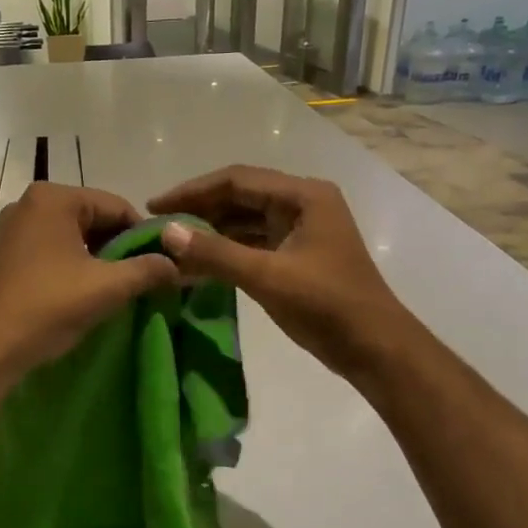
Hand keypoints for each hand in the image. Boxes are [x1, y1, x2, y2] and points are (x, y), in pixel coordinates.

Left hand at [0, 183, 178, 381]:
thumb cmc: (47, 307)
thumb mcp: (107, 287)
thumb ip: (147, 270)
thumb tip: (178, 265)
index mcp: (53, 198)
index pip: (116, 206)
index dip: (145, 235)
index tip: (163, 264)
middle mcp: (28, 204)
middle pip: (92, 219)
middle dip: (119, 248)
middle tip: (141, 279)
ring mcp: (10, 229)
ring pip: (70, 237)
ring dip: (96, 259)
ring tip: (115, 289)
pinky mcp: (2, 255)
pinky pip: (49, 251)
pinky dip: (71, 266)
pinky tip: (81, 293)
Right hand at [150, 165, 400, 383]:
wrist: (374, 347)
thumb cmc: (326, 305)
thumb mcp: (266, 276)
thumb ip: (215, 253)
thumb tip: (167, 231)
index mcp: (303, 196)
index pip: (236, 180)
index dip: (192, 192)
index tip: (153, 207)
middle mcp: (302, 204)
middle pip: (239, 197)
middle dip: (198, 211)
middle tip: (157, 227)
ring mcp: (300, 230)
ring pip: (244, 222)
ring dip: (209, 233)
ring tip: (171, 247)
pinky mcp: (296, 256)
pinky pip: (252, 244)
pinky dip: (225, 252)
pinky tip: (197, 266)